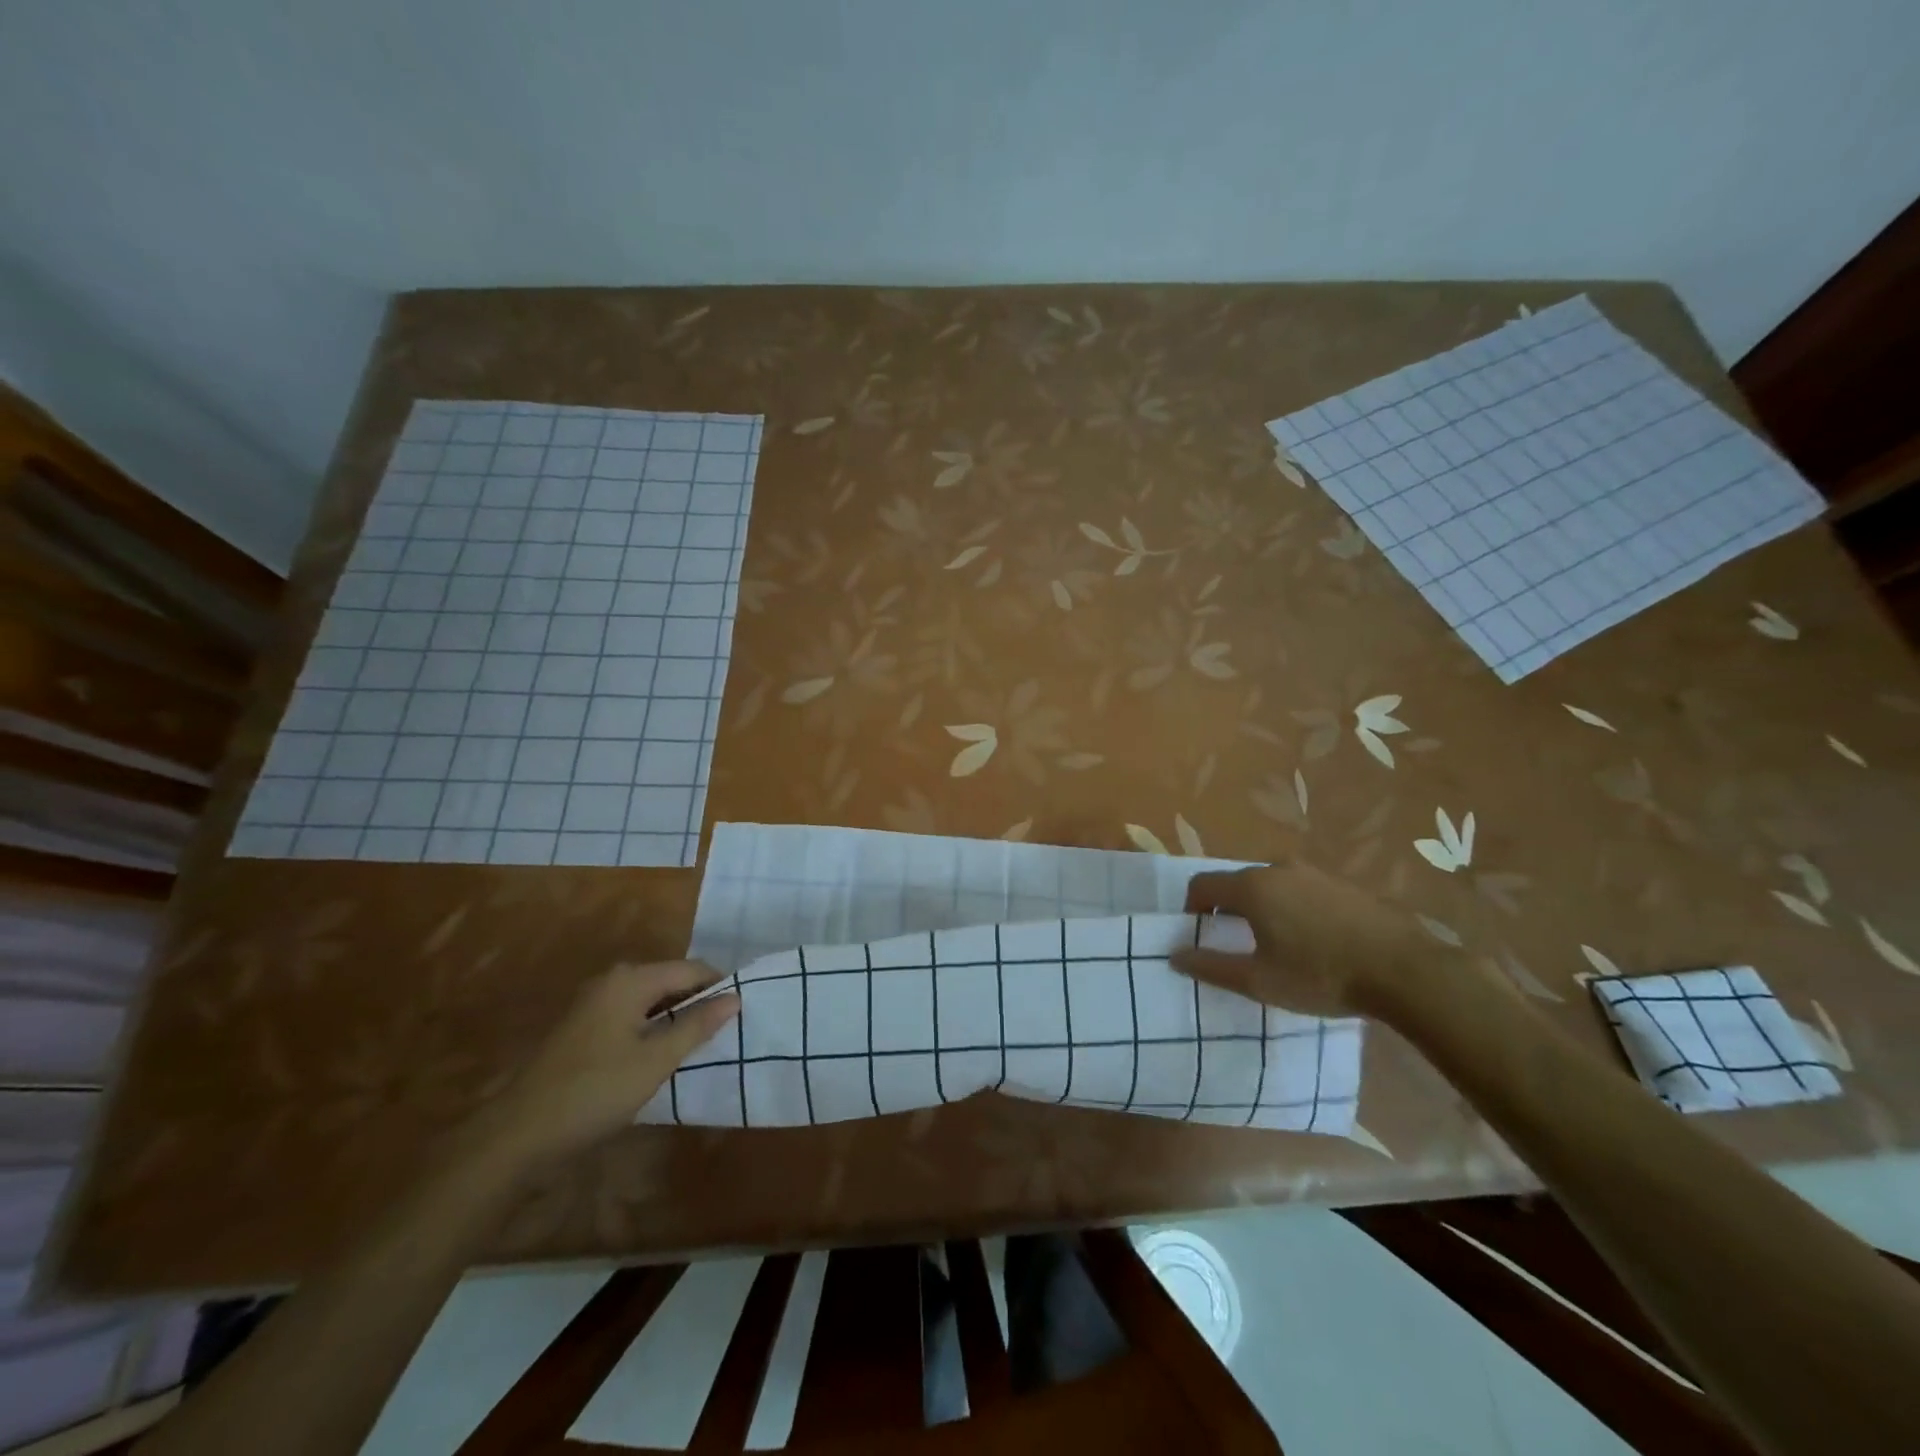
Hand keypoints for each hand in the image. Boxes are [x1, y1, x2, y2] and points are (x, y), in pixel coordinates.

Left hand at [482, 961, 739, 1167]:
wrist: (517, 1135)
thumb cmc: (595, 1091)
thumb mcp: (656, 1060)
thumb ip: (697, 1025)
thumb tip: (735, 997)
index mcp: (631, 980)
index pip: (691, 969)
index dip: (719, 987)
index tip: (743, 1011)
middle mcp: (612, 980)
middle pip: (670, 980)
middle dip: (698, 1002)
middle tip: (725, 1031)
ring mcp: (593, 1003)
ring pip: (650, 999)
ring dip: (675, 1017)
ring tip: (699, 1045)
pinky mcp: (582, 1027)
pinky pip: (631, 1014)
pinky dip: (652, 1028)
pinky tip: (661, 1055)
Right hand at [1173, 863, 1436, 1019]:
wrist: (1406, 971)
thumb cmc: (1321, 975)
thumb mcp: (1259, 981)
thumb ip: (1212, 967)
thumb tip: (1175, 955)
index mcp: (1252, 887)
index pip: (1202, 884)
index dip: (1191, 908)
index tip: (1199, 935)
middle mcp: (1279, 868)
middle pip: (1238, 882)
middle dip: (1229, 909)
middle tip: (1238, 944)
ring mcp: (1315, 872)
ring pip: (1272, 884)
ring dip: (1264, 908)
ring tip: (1278, 944)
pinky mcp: (1345, 884)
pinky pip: (1303, 890)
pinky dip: (1295, 908)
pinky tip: (1315, 941)